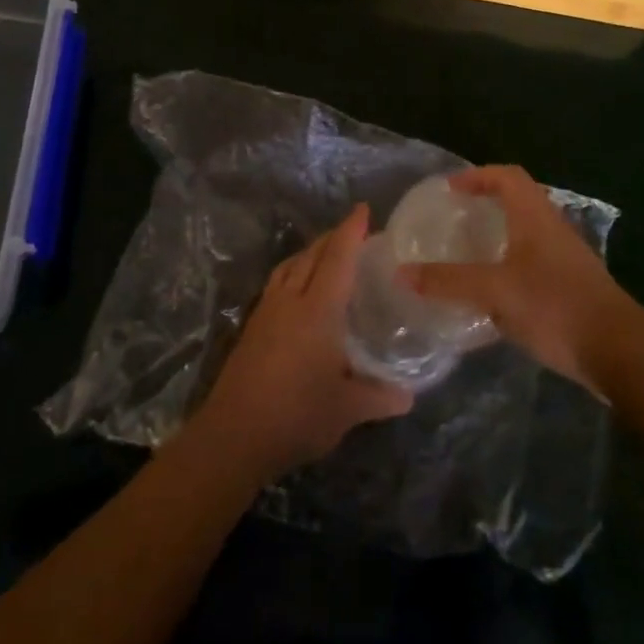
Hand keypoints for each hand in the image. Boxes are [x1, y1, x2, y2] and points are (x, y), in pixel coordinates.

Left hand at [192, 204, 414, 482]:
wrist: (234, 434)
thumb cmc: (297, 415)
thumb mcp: (347, 409)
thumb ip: (380, 397)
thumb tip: (409, 395)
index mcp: (318, 309)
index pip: (338, 258)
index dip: (351, 231)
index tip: (362, 209)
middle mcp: (291, 300)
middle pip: (312, 255)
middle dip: (332, 237)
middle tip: (352, 230)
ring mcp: (266, 311)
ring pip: (289, 266)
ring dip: (309, 252)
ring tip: (326, 252)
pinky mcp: (252, 326)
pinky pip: (276, 283)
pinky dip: (292, 271)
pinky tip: (298, 289)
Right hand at [400, 165, 628, 393]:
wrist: (619, 351)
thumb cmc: (555, 306)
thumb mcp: (495, 292)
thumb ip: (448, 281)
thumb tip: (402, 272)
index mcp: (535, 217)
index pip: (507, 177)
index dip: (478, 175)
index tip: (450, 190)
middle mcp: (552, 229)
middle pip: (519, 200)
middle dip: (486, 203)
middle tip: (455, 218)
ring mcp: (566, 258)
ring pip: (527, 232)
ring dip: (499, 235)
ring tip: (468, 253)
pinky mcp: (572, 286)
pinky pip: (534, 261)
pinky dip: (510, 264)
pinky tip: (495, 292)